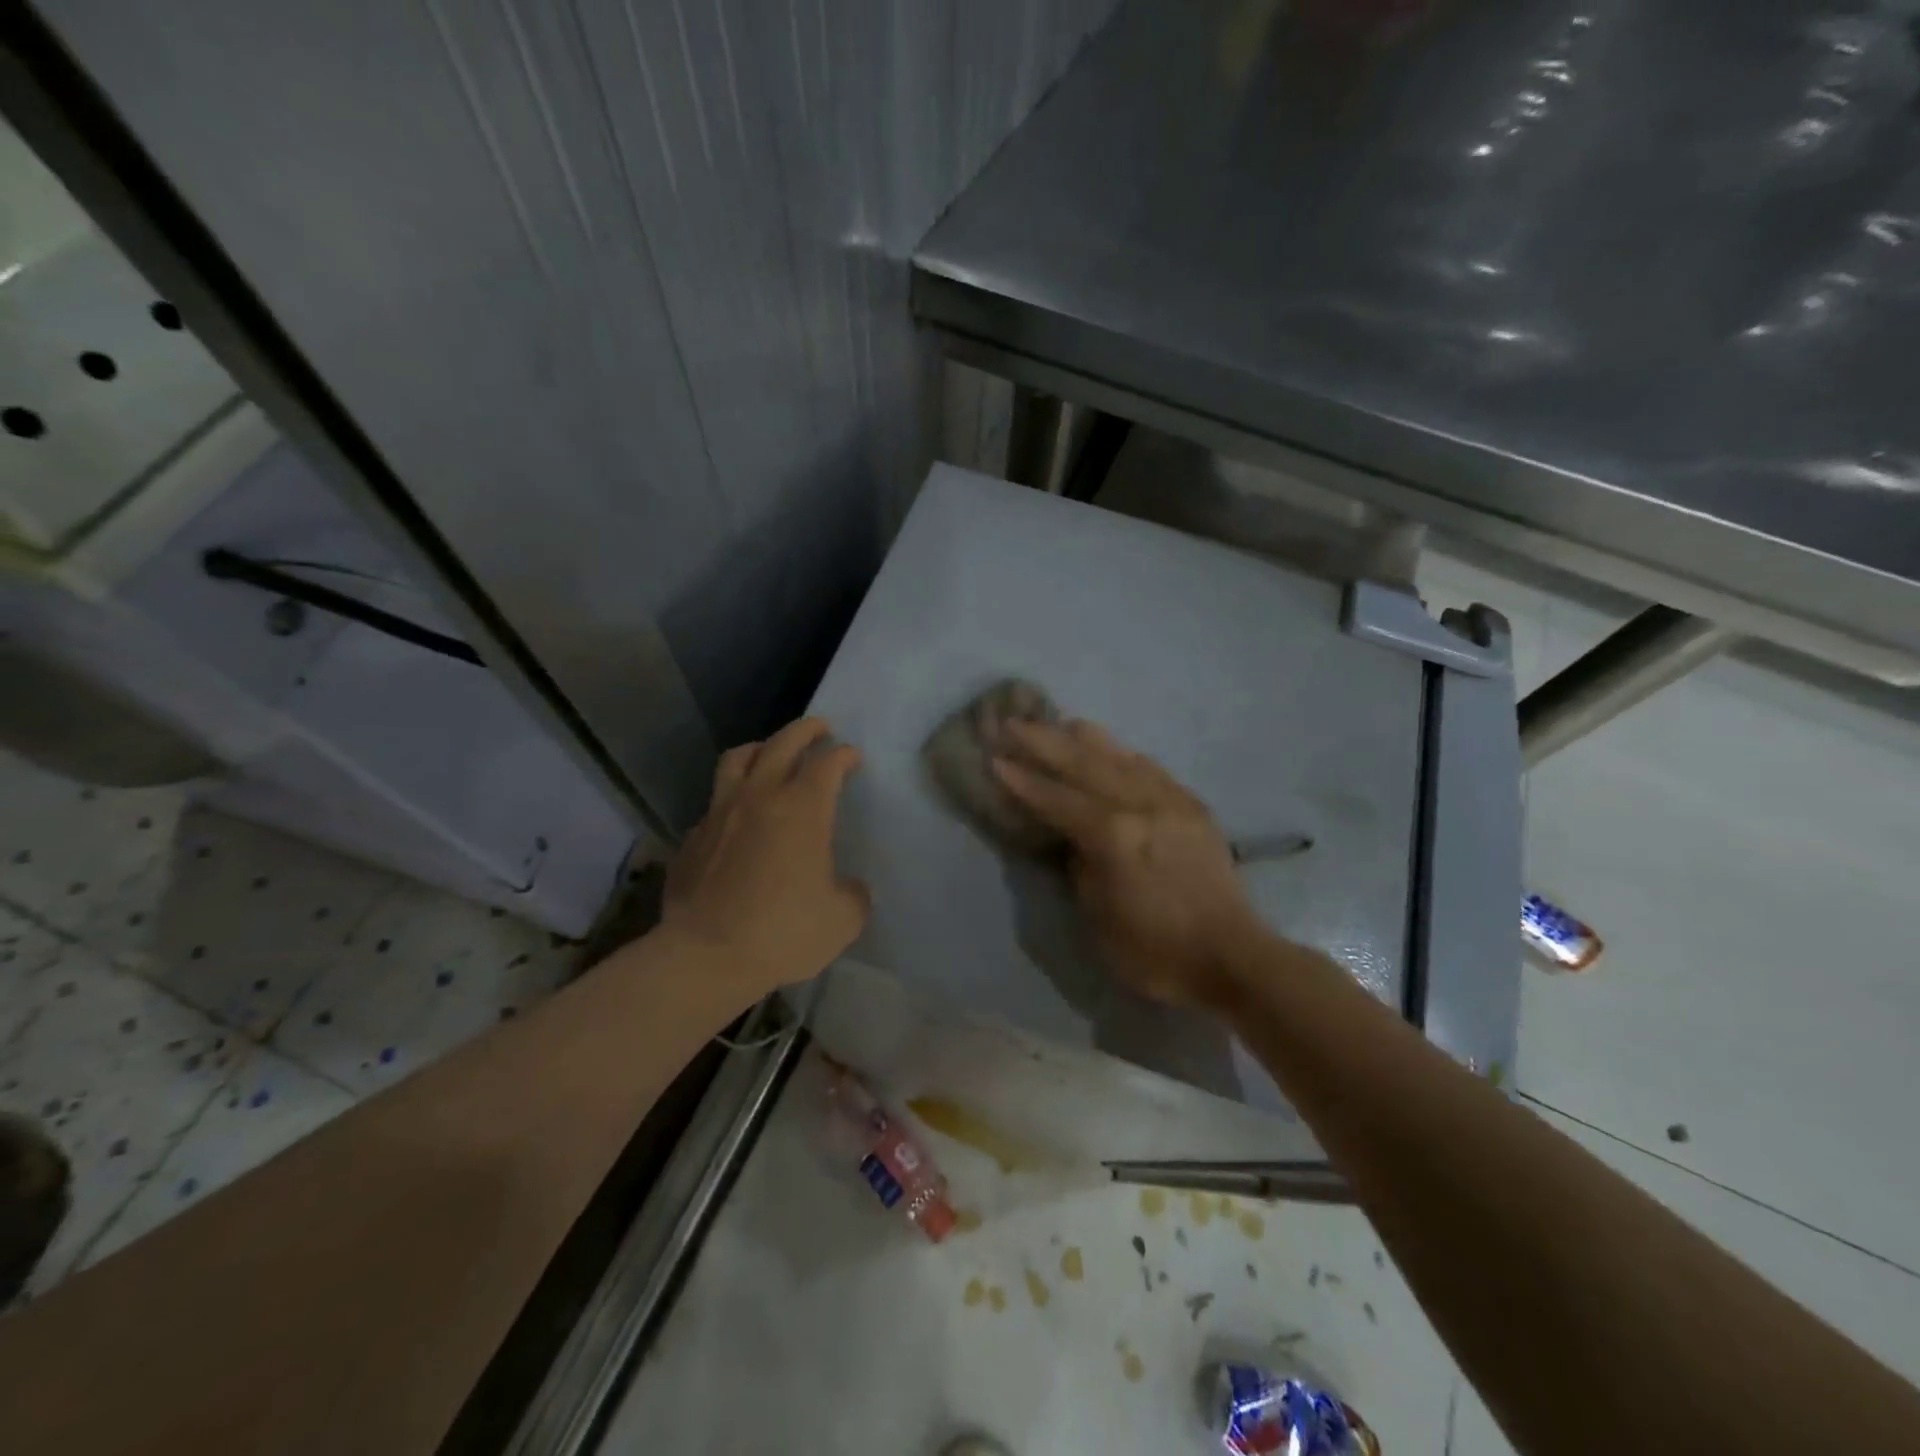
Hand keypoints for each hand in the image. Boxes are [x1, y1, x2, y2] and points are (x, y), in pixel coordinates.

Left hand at [663, 717, 868, 993]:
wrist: (705, 956)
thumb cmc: (782, 932)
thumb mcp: (842, 919)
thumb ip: (853, 894)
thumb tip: (847, 886)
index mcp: (803, 809)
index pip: (827, 764)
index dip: (844, 755)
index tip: (853, 758)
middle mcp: (760, 797)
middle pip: (782, 743)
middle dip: (805, 730)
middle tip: (820, 728)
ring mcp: (721, 813)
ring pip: (738, 759)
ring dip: (760, 747)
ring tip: (771, 751)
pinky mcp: (694, 836)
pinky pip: (716, 801)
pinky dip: (732, 795)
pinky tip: (738, 814)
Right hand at [992, 719, 1263, 1008]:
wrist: (1231, 957)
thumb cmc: (1156, 950)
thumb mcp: (1099, 917)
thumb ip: (1082, 866)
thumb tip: (1073, 838)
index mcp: (1113, 836)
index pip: (1057, 799)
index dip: (1024, 780)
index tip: (996, 758)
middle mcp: (1141, 806)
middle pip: (1085, 764)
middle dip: (1045, 742)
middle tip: (1015, 723)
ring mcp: (1171, 801)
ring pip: (1120, 757)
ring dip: (1085, 738)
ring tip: (1059, 722)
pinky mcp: (1192, 807)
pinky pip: (1152, 769)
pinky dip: (1123, 755)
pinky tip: (1111, 749)